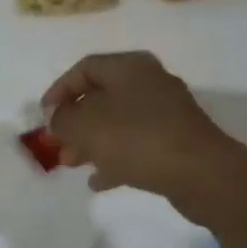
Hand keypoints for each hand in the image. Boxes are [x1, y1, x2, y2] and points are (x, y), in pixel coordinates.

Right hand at [42, 51, 236, 204]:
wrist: (202, 173)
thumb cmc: (137, 139)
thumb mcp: (86, 126)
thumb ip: (63, 119)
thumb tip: (59, 119)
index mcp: (129, 67)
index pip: (84, 68)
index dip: (59, 90)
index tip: (44, 116)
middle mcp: (149, 82)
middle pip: (102, 96)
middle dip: (75, 122)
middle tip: (58, 144)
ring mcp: (166, 112)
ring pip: (118, 122)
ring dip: (92, 142)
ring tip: (72, 164)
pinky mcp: (177, 141)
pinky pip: (137, 144)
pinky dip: (115, 158)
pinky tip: (99, 181)